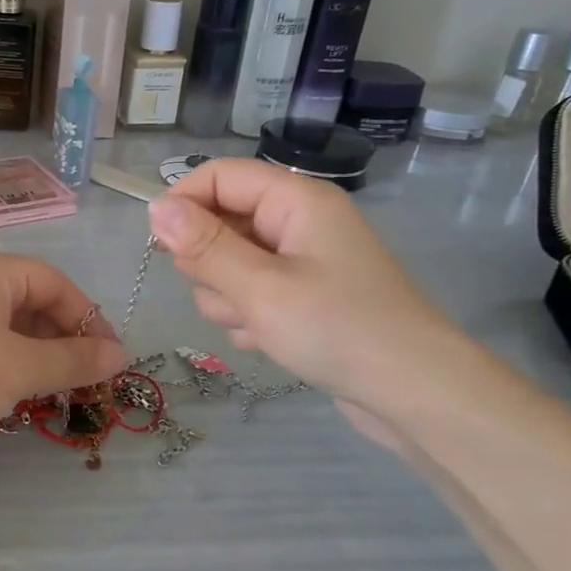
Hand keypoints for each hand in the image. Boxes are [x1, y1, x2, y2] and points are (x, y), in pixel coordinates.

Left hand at [0, 252, 130, 441]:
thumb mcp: (23, 366)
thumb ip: (75, 360)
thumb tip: (121, 356)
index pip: (54, 282)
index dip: (87, 317)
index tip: (110, 356)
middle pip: (32, 303)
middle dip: (64, 339)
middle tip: (88, 378)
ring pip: (10, 328)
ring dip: (40, 357)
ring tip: (60, 390)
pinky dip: (12, 366)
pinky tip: (22, 395)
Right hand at [148, 160, 471, 441]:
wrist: (414, 395)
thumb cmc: (338, 330)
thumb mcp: (260, 288)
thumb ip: (204, 247)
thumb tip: (155, 208)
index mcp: (296, 201)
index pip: (219, 176)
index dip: (184, 203)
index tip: (160, 246)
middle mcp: (297, 223)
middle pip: (220, 221)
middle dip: (210, 262)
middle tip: (232, 293)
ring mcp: (300, 263)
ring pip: (228, 265)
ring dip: (228, 297)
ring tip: (258, 324)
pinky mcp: (301, 298)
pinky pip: (249, 294)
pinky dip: (248, 317)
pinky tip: (269, 340)